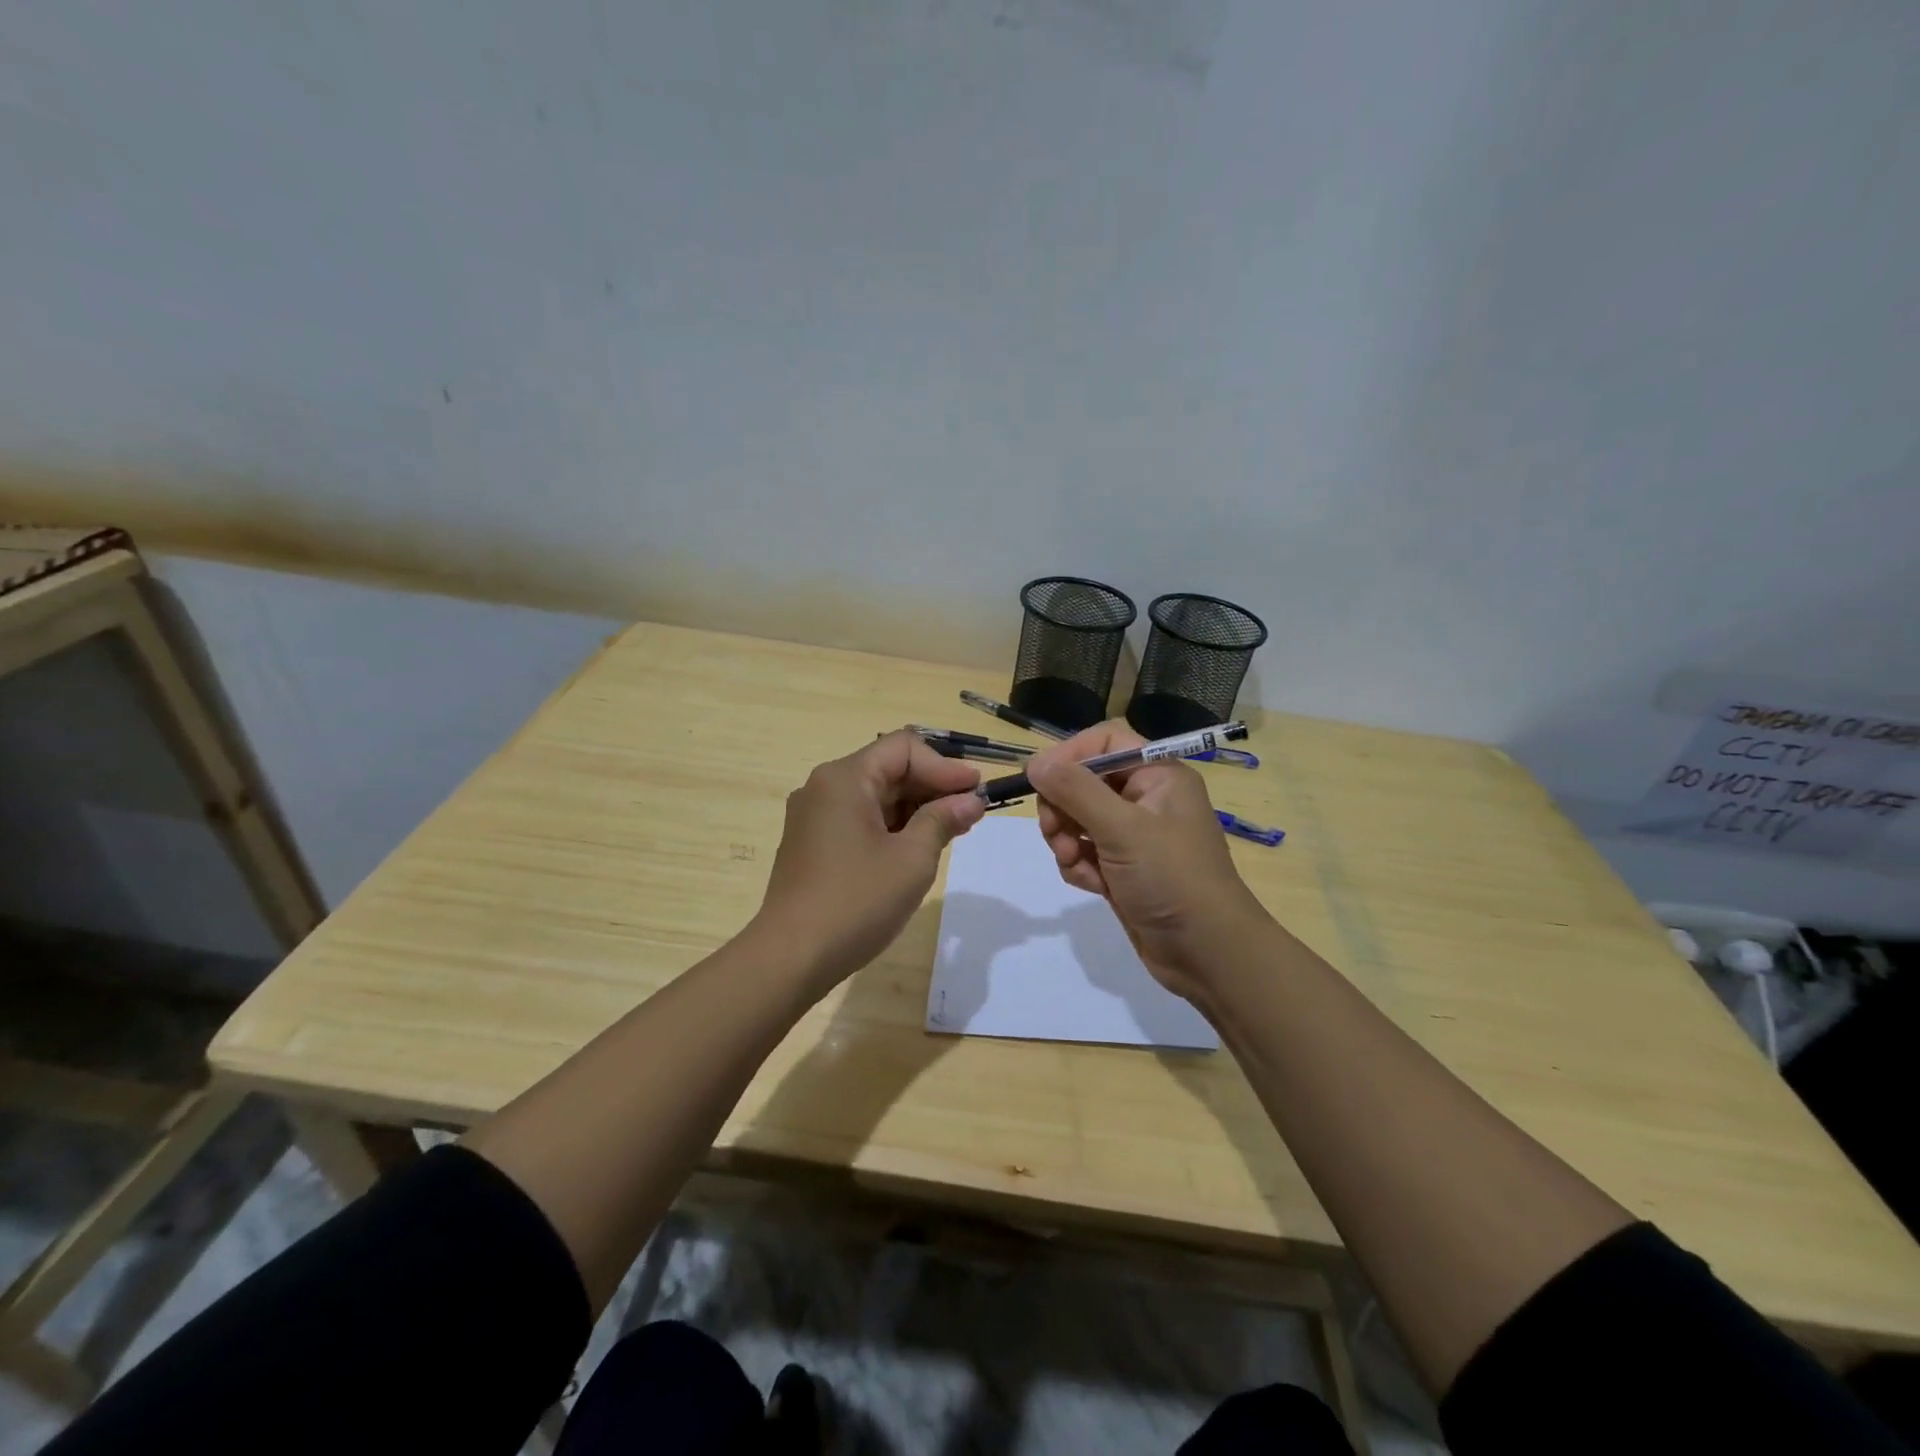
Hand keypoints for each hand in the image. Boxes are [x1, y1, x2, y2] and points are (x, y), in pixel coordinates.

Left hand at [755, 729, 985, 991]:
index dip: (945, 766)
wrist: (791, 957)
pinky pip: (859, 819)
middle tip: (972, 812)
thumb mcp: (912, 859)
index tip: (977, 790)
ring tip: (952, 830)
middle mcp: (824, 787)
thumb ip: (943, 820)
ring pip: (875, 796)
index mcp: (845, 779)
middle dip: (932, 787)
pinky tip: (917, 847)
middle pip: (888, 769)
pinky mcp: (811, 843)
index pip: (904, 748)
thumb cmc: (856, 902)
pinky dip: (891, 826)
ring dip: (915, 808)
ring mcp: (813, 816)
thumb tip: (970, 800)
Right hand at [1028, 722, 1273, 1002]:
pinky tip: (1091, 885)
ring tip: (1075, 863)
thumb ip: (1075, 791)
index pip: (1105, 741)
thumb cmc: (1172, 879)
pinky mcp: (1122, 867)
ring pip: (1077, 818)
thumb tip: (1035, 763)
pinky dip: (1078, 865)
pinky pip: (1083, 851)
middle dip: (1063, 806)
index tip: (1043, 780)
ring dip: (1066, 840)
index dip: (1071, 755)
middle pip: (1083, 780)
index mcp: (1158, 775)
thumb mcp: (1122, 829)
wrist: (1208, 954)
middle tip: (1055, 832)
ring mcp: (1133, 835)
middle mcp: (1146, 798)